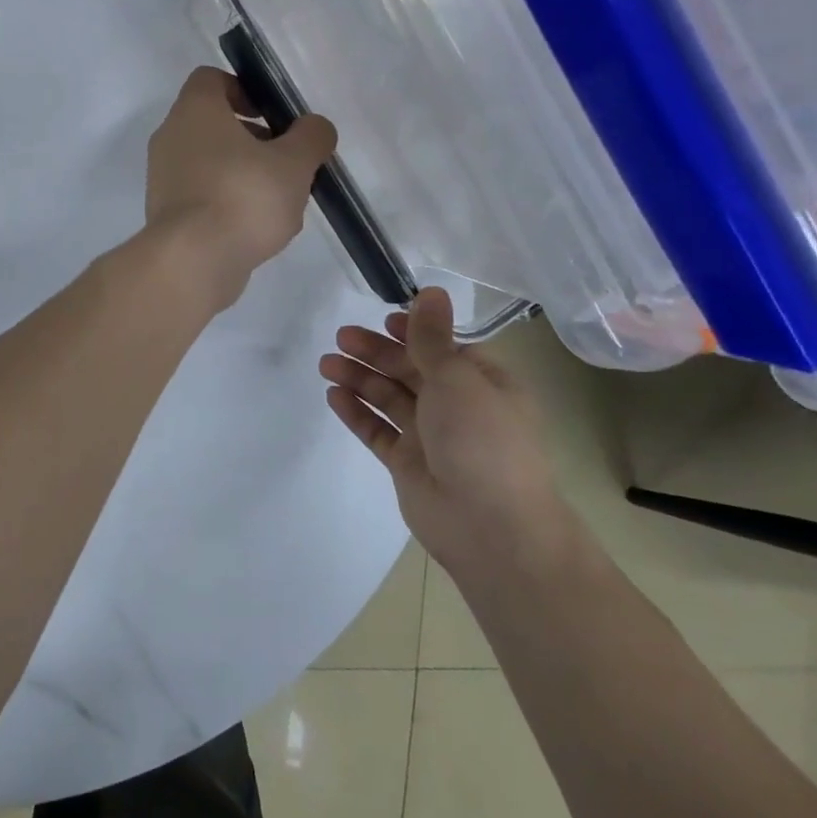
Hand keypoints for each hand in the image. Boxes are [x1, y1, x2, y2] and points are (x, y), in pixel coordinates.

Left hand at [144, 66, 336, 311]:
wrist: (192, 261)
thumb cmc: (244, 197)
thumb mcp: (294, 164)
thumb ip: (311, 138)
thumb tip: (314, 128)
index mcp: (194, 111)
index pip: (210, 79)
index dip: (244, 89)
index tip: (271, 114)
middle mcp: (170, 137)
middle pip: (212, 123)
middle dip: (252, 138)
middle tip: (284, 160)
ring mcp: (162, 177)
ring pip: (208, 161)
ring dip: (242, 172)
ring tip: (277, 200)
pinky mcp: (165, 212)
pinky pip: (200, 194)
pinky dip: (225, 201)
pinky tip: (254, 227)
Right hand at [320, 288, 567, 570]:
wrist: (490, 527)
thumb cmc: (482, 440)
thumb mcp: (458, 378)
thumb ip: (432, 337)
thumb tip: (431, 290)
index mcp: (483, 383)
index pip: (443, 348)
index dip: (413, 332)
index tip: (382, 319)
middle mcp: (457, 406)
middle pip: (410, 369)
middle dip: (375, 352)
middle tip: (341, 337)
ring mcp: (430, 436)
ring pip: (389, 398)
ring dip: (360, 378)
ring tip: (326, 364)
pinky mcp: (406, 463)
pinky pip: (377, 430)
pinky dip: (356, 412)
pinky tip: (333, 395)